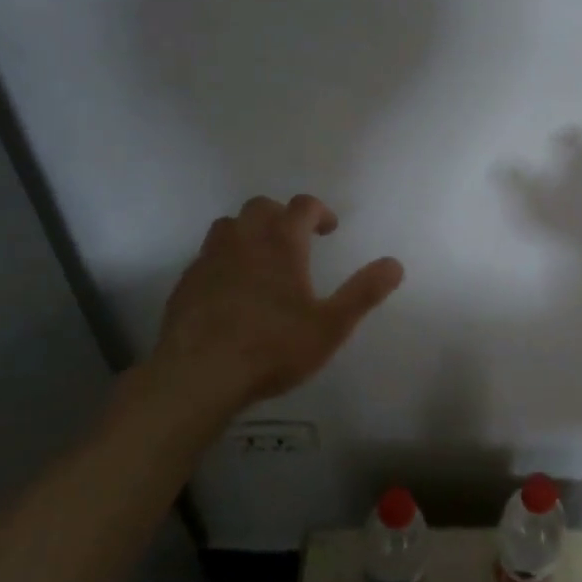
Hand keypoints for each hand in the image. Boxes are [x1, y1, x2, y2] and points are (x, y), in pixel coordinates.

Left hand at [148, 195, 402, 410]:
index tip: (329, 229)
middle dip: (281, 215)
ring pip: (229, 225)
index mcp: (281, 243)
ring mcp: (210, 259)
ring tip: (261, 258)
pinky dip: (224, 258)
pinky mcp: (186, 281)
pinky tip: (230, 287)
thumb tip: (395, 264)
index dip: (319, 211)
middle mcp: (244, 240)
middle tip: (295, 240)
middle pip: (261, 207)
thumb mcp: (330, 326)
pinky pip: (207, 255)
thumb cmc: (272, 348)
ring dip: (248, 231)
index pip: (302, 206)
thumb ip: (363, 292)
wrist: (198, 375)